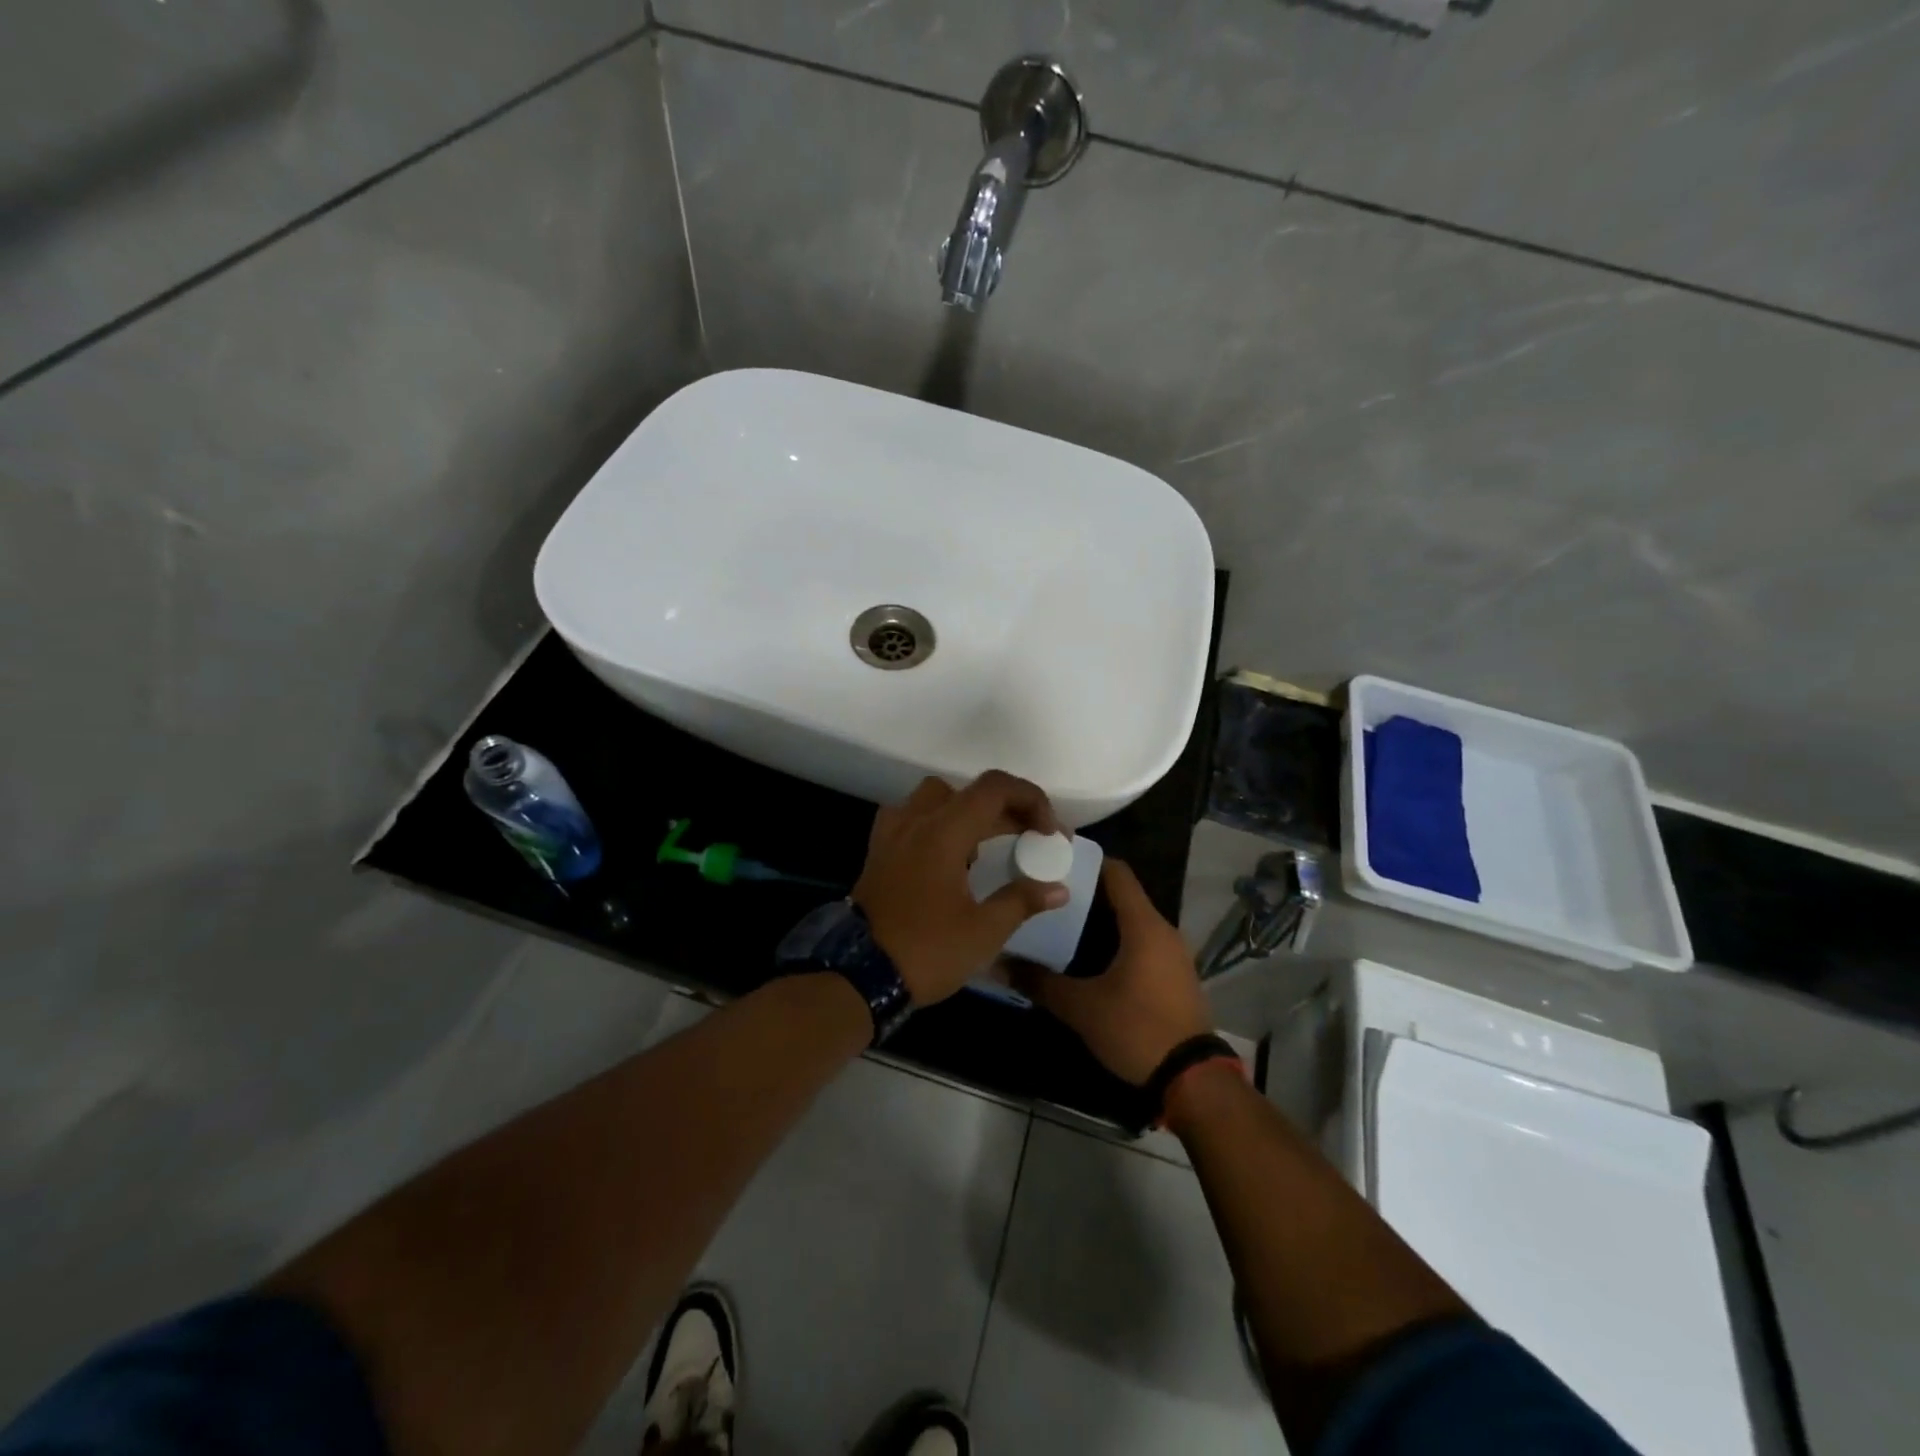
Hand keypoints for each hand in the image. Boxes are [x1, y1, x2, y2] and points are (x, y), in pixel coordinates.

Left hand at [854, 772, 1068, 1004]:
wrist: (857, 975)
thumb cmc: (926, 951)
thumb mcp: (983, 931)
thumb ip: (1022, 901)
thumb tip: (1058, 889)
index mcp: (943, 831)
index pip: (994, 788)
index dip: (1030, 799)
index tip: (1049, 833)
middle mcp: (915, 820)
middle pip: (969, 792)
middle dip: (1007, 809)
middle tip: (1032, 839)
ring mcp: (892, 834)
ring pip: (937, 798)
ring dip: (969, 812)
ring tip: (988, 847)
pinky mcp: (879, 851)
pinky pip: (913, 818)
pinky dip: (938, 824)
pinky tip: (949, 857)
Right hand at [1014, 859, 1212, 1084]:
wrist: (1193, 1079)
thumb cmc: (1137, 1029)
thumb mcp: (1082, 1007)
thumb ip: (1040, 982)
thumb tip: (999, 964)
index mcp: (1144, 925)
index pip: (1117, 873)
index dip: (1087, 861)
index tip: (1054, 861)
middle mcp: (1164, 930)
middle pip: (1123, 896)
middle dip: (1086, 893)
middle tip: (1047, 895)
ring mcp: (1174, 954)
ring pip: (1133, 921)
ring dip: (1102, 920)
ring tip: (1061, 923)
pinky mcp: (1176, 975)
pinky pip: (1143, 943)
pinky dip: (1117, 940)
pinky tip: (1090, 956)